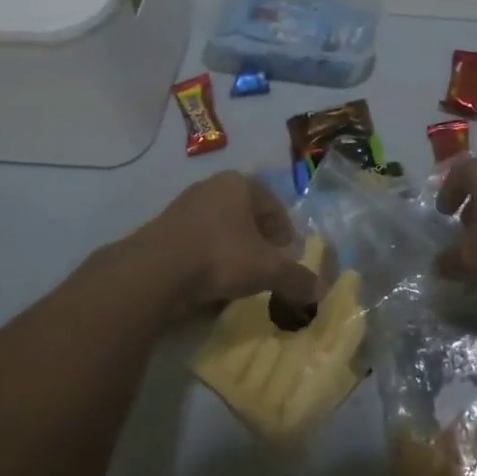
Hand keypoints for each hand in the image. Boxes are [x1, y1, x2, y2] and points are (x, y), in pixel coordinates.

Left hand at [129, 171, 322, 317]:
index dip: (285, 232)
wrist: (155, 271)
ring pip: (220, 228)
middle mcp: (211, 186)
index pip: (273, 205)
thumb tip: (321, 292)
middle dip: (259, 240)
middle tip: (267, 266)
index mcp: (240, 184)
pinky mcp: (163, 229)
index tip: (288, 256)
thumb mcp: (267, 270)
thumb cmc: (220, 256)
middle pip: (246, 214)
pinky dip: (208, 259)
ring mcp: (183, 206)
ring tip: (239, 277)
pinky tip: (211, 282)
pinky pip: (197, 242)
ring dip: (233, 249)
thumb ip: (296, 278)